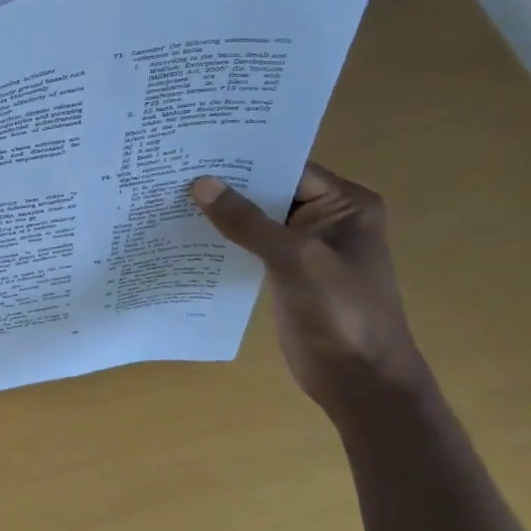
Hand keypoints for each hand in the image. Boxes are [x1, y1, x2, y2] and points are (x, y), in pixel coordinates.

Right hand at [189, 164, 427, 418]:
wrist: (360, 382)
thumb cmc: (341, 313)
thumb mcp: (295, 260)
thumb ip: (247, 222)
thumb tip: (200, 183)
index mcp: (346, 204)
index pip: (288, 166)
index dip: (244, 158)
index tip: (196, 148)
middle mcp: (328, 218)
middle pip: (270, 191)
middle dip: (227, 184)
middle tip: (174, 170)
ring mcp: (307, 248)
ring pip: (257, 220)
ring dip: (222, 214)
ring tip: (169, 196)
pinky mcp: (288, 274)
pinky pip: (252, 247)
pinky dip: (225, 242)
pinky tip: (187, 236)